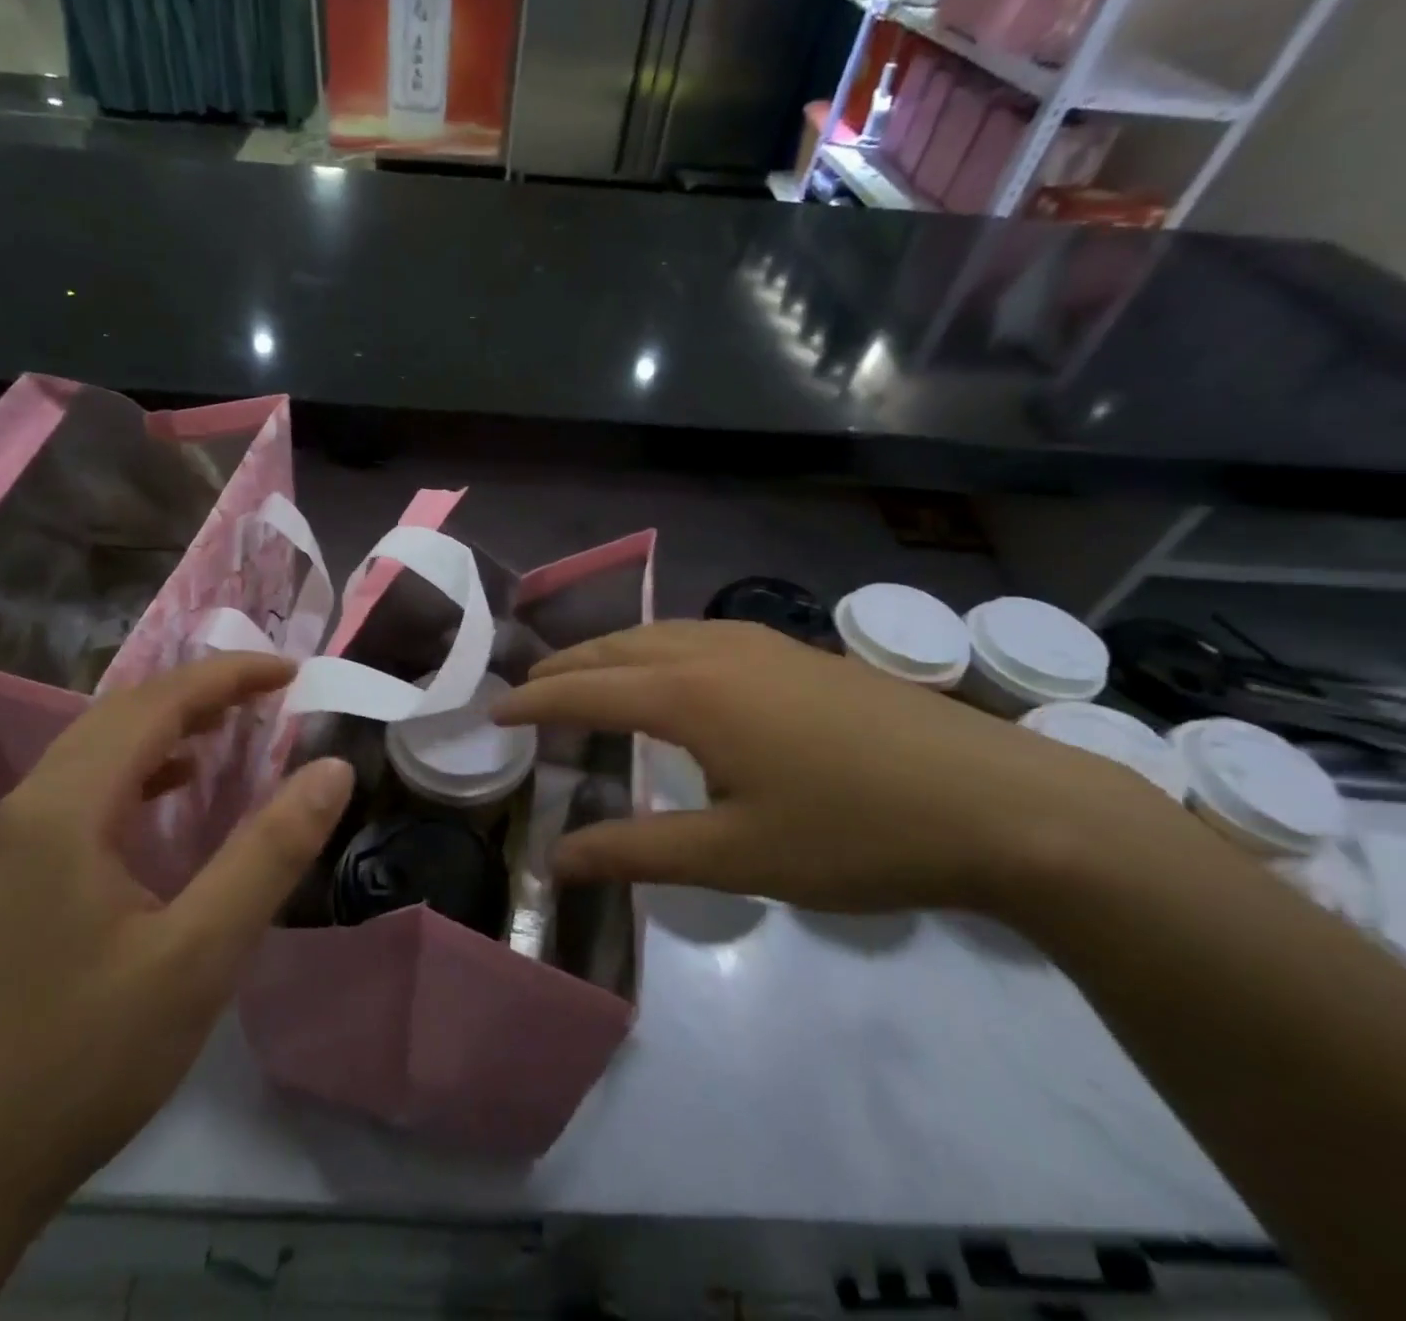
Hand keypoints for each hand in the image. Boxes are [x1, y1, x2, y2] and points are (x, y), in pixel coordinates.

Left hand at [0, 653, 354, 1221]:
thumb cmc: (79, 1061)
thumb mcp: (198, 956)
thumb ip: (270, 852)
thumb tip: (332, 768)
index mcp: (62, 809)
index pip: (155, 703)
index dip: (228, 676)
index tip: (292, 672)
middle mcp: (19, 808)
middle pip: (117, 716)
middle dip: (198, 693)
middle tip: (269, 698)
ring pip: (90, 754)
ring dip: (162, 731)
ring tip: (228, 736)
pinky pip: (72, 795)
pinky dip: (132, 775)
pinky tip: (163, 805)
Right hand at [495, 621, 1169, 913]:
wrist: (1001, 804)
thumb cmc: (857, 833)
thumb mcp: (736, 854)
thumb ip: (637, 852)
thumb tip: (557, 861)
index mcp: (690, 693)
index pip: (586, 690)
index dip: (535, 703)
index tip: (494, 713)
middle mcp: (715, 650)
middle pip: (617, 647)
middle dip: (565, 667)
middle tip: (527, 690)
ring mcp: (761, 643)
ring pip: (659, 633)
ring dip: (610, 651)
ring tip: (582, 675)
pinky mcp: (797, 651)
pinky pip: (698, 635)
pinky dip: (656, 648)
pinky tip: (668, 672)